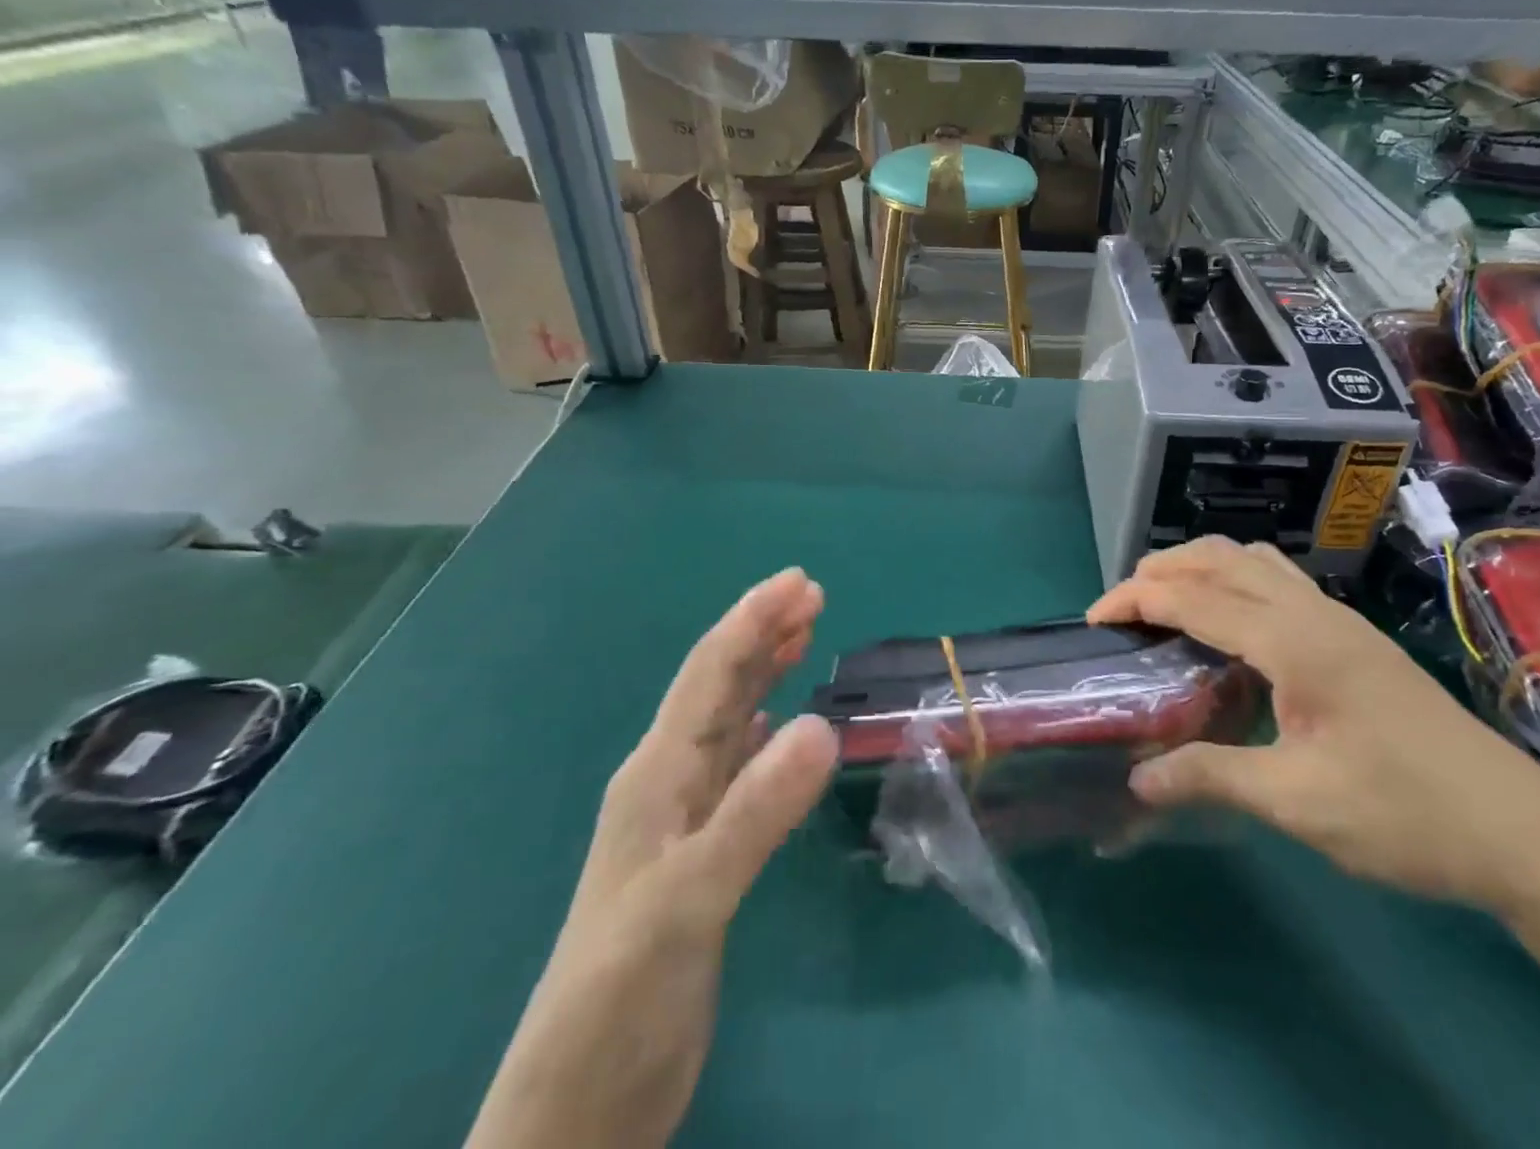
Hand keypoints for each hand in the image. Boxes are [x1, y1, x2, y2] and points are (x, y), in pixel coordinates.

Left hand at [466, 569, 838, 1148]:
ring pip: (727, 722)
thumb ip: (755, 812)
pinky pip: (734, 766)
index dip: (752, 622)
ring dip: (762, 673)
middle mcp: (665, 784)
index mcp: (656, 777)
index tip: (800, 582)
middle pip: (718, 687)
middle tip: (810, 594)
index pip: (710, 677)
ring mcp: (680, 821)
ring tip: (799, 636)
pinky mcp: (698, 854)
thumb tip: (822, 725)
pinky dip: (759, 731)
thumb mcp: (691, 900)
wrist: (578, 1112)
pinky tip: (772, 723)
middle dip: (760, 634)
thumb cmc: (622, 997)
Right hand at [1089, 538, 1539, 914]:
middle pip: (1221, 557)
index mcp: (1294, 641)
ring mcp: (1339, 619)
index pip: (1195, 596)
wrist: (1523, 834)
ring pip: (1254, 560)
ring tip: (1166, 602)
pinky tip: (1229, 626)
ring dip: (1201, 566)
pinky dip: (1233, 580)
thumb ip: (1211, 777)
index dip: (1136, 599)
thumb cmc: (1406, 815)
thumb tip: (1138, 779)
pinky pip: (1277, 581)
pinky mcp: (1353, 637)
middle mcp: (1313, 612)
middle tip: (1122, 606)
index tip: (1094, 620)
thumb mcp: (1298, 803)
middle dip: (1162, 569)